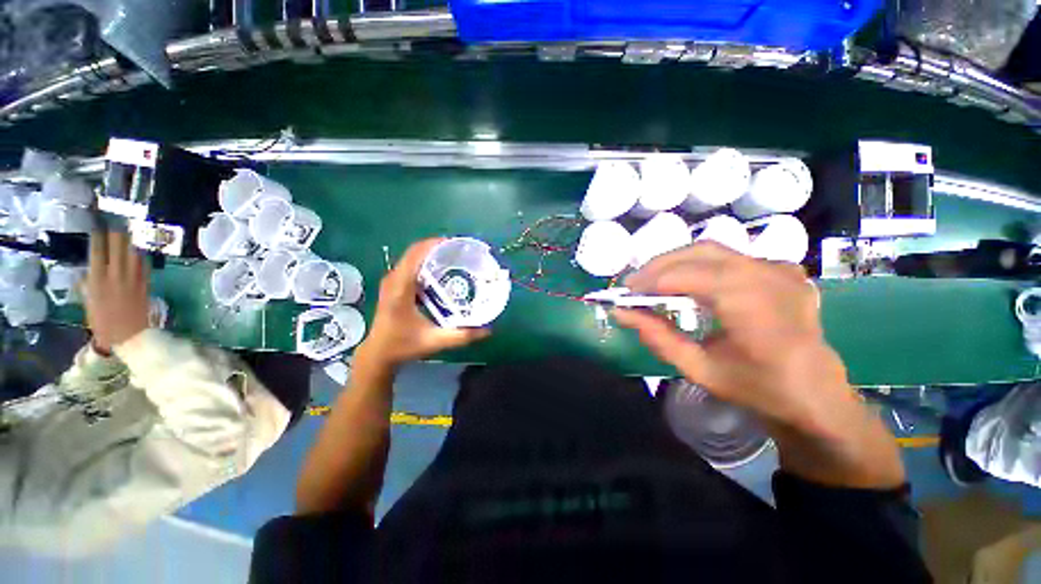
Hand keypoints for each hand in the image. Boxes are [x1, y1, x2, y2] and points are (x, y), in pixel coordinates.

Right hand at [84, 231, 150, 353]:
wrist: (129, 336)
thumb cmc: (104, 323)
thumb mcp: (89, 304)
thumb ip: (88, 287)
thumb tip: (85, 274)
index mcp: (97, 281)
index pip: (97, 253)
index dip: (98, 238)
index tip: (98, 226)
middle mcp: (114, 276)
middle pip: (117, 249)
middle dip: (117, 234)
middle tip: (118, 222)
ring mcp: (132, 279)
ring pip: (133, 254)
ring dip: (131, 242)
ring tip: (131, 231)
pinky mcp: (145, 284)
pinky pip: (144, 266)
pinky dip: (142, 256)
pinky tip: (142, 249)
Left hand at [356, 238, 489, 370]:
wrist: (378, 354)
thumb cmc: (403, 346)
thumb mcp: (434, 341)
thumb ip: (462, 336)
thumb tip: (488, 330)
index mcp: (400, 288)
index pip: (416, 255)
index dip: (435, 244)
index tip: (457, 244)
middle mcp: (394, 280)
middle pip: (415, 251)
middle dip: (438, 247)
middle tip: (462, 251)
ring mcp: (392, 281)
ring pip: (413, 257)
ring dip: (432, 253)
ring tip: (455, 257)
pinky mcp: (394, 285)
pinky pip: (412, 265)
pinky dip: (427, 262)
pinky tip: (443, 271)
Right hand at [615, 242, 903, 487]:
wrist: (816, 394)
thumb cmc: (758, 389)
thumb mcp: (699, 369)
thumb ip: (657, 336)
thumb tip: (621, 313)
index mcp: (753, 305)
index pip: (687, 276)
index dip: (650, 281)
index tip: (625, 293)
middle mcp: (769, 276)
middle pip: (699, 252)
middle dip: (659, 266)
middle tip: (634, 284)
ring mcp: (779, 268)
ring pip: (713, 250)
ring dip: (676, 262)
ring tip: (653, 281)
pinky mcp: (782, 269)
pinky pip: (730, 257)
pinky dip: (700, 265)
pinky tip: (688, 282)